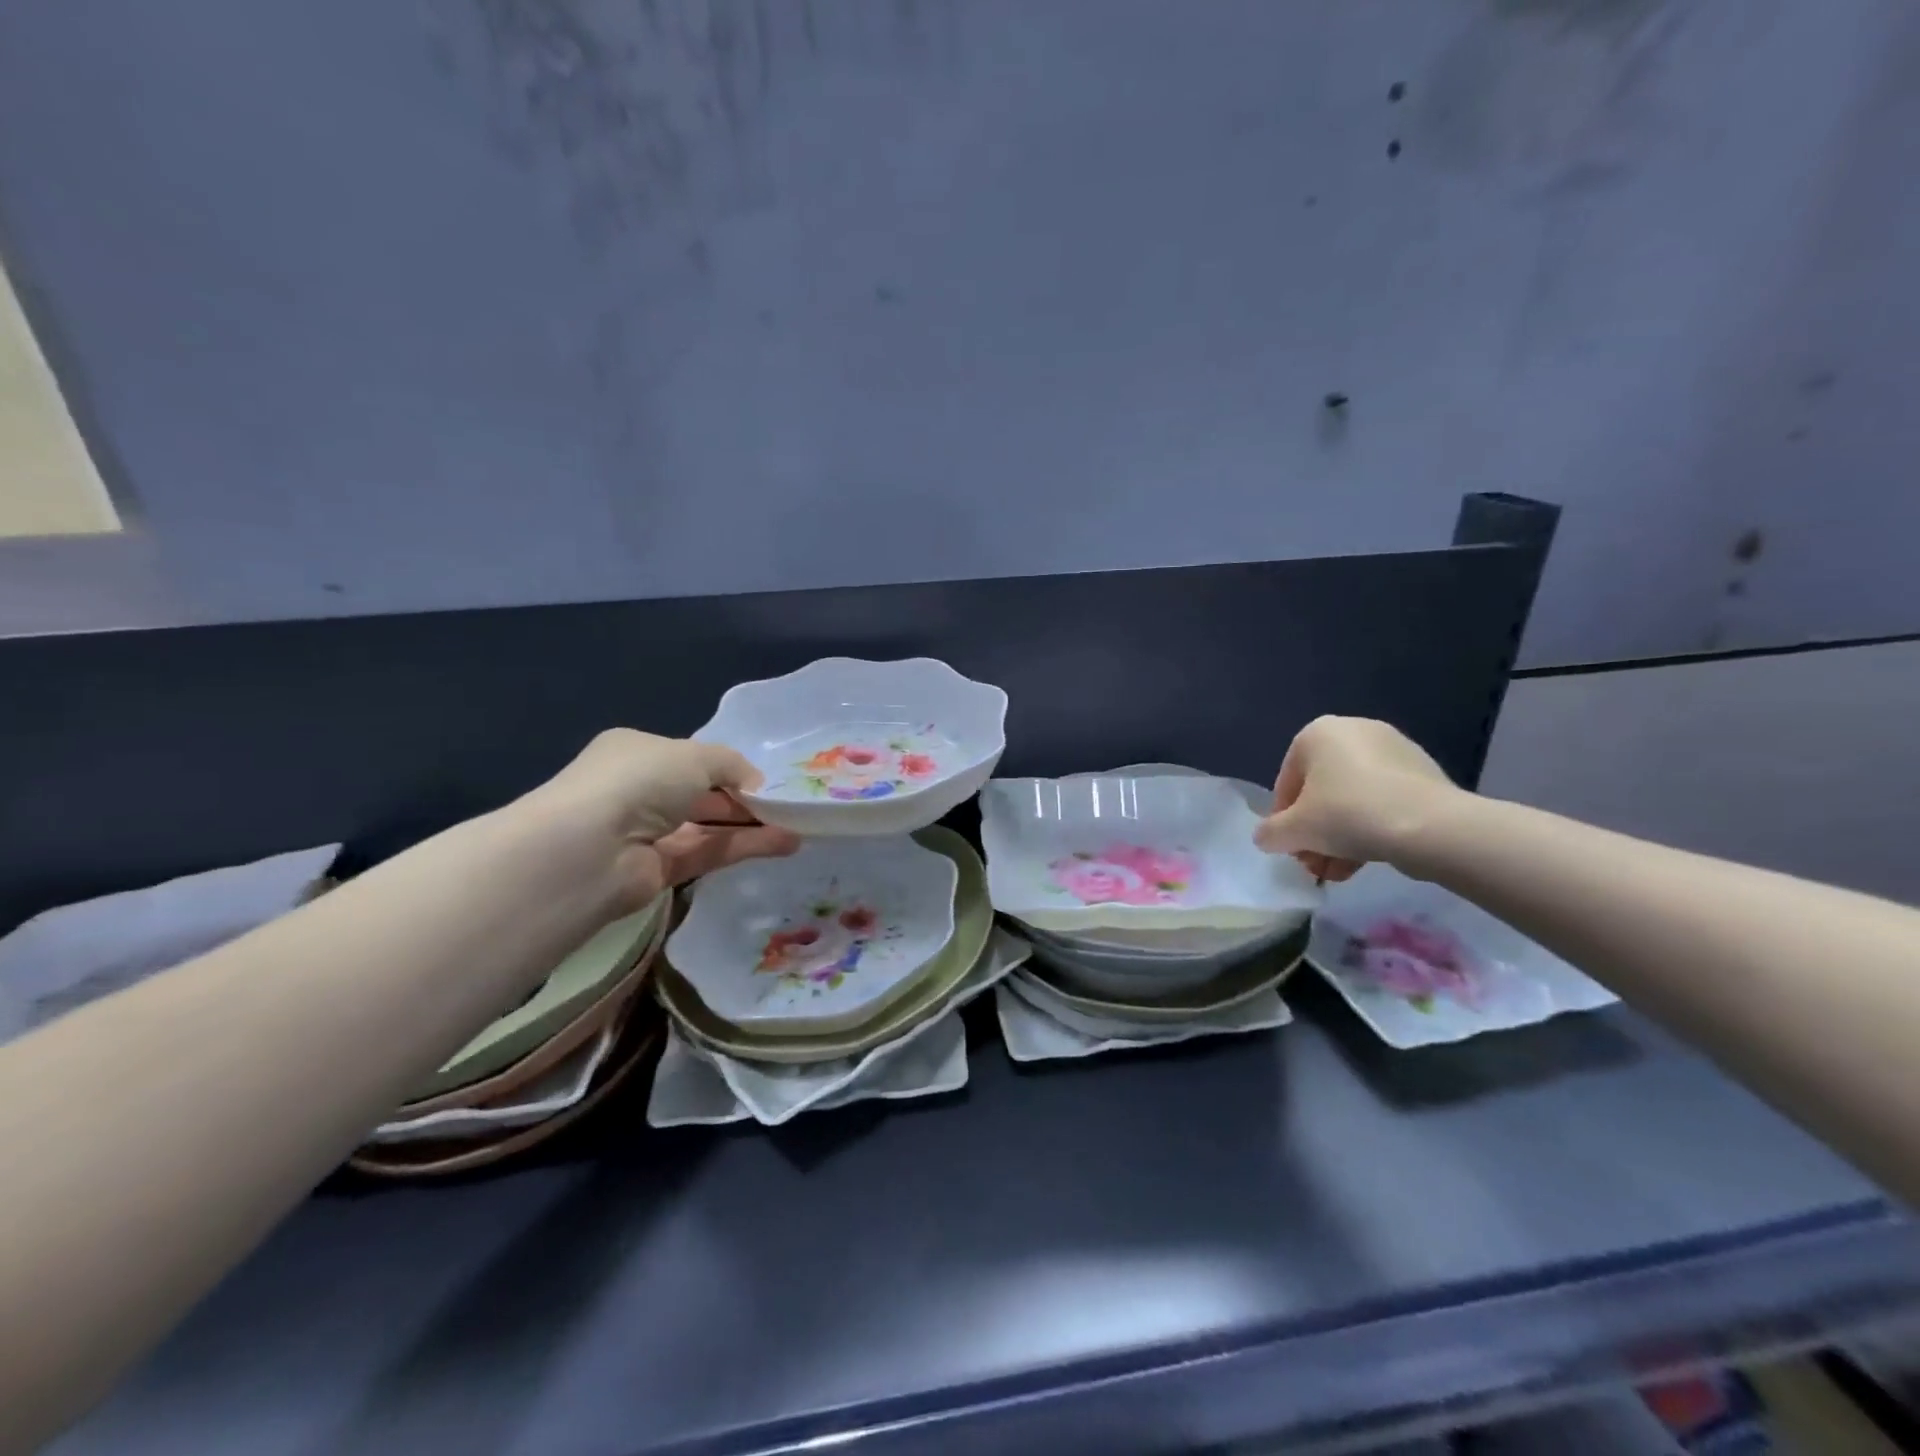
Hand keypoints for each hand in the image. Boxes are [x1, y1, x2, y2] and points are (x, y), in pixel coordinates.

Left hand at [527, 729, 800, 911]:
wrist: (589, 849)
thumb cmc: (639, 780)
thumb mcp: (695, 755)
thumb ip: (733, 765)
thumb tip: (757, 786)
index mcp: (638, 753)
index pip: (691, 759)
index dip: (729, 768)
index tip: (766, 780)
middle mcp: (640, 791)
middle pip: (703, 794)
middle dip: (745, 799)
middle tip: (789, 805)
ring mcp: (648, 833)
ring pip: (710, 826)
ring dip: (752, 826)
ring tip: (798, 827)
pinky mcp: (659, 871)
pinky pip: (709, 853)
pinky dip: (744, 847)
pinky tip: (784, 844)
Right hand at [1253, 716, 1457, 882]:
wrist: (1430, 825)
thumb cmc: (1347, 814)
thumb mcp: (1293, 830)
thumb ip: (1270, 833)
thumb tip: (1266, 837)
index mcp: (1317, 733)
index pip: (1286, 783)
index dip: (1284, 821)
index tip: (1291, 849)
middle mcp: (1353, 730)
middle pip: (1321, 791)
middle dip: (1315, 832)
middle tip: (1314, 864)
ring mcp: (1393, 749)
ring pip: (1352, 799)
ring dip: (1340, 836)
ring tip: (1339, 872)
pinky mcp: (1422, 772)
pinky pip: (1383, 800)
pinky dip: (1371, 827)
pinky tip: (1368, 860)